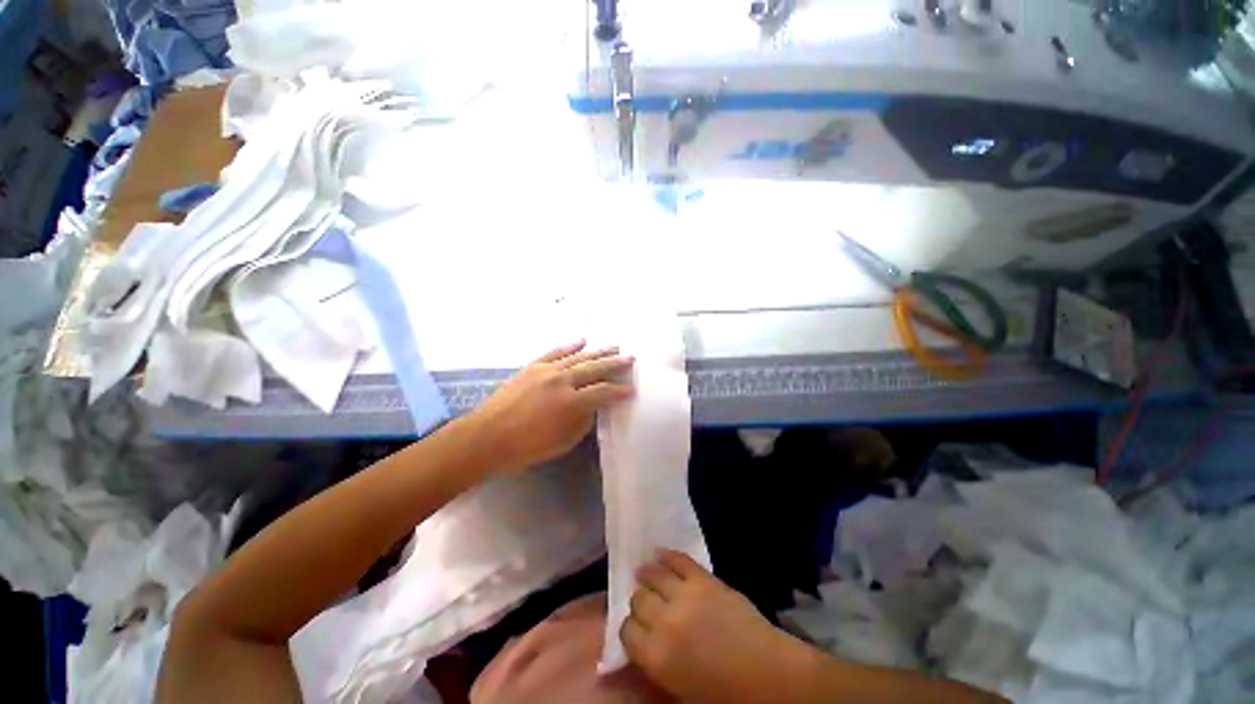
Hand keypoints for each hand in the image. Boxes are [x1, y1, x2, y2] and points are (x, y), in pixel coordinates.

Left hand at [468, 341, 633, 473]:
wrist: (486, 438)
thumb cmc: (526, 447)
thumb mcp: (563, 442)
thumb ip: (583, 422)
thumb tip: (593, 407)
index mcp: (571, 402)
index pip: (604, 392)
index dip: (620, 391)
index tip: (631, 390)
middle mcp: (562, 380)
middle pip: (594, 368)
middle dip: (615, 363)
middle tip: (630, 357)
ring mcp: (546, 370)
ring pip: (578, 357)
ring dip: (598, 351)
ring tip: (614, 346)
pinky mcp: (532, 367)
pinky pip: (554, 352)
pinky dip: (569, 345)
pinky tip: (581, 340)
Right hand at [622, 550, 812, 703]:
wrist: (768, 673)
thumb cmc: (725, 695)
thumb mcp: (681, 693)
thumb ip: (654, 670)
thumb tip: (635, 654)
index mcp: (657, 656)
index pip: (626, 630)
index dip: (629, 628)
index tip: (636, 629)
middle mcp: (665, 621)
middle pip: (638, 600)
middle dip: (639, 602)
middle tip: (646, 605)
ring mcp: (685, 595)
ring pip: (653, 576)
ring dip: (646, 574)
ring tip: (644, 573)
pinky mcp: (704, 579)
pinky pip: (679, 559)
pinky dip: (666, 555)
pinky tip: (659, 553)